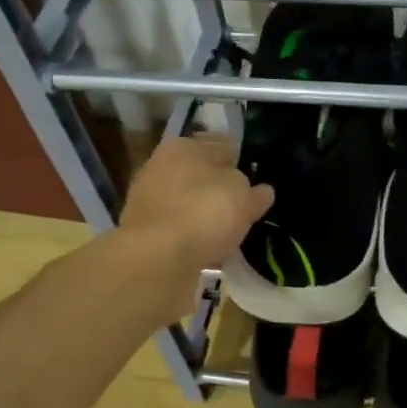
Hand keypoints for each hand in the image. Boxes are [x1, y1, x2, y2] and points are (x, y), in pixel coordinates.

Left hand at [118, 134, 273, 300]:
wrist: (156, 260)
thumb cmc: (204, 213)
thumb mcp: (244, 197)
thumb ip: (255, 191)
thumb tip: (261, 191)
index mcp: (184, 146)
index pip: (222, 147)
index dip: (242, 163)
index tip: (257, 182)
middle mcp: (161, 167)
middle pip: (202, 176)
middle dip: (221, 190)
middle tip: (247, 209)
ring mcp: (149, 201)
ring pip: (190, 204)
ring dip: (207, 216)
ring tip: (232, 234)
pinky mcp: (145, 233)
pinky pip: (180, 230)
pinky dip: (195, 238)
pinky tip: (212, 251)